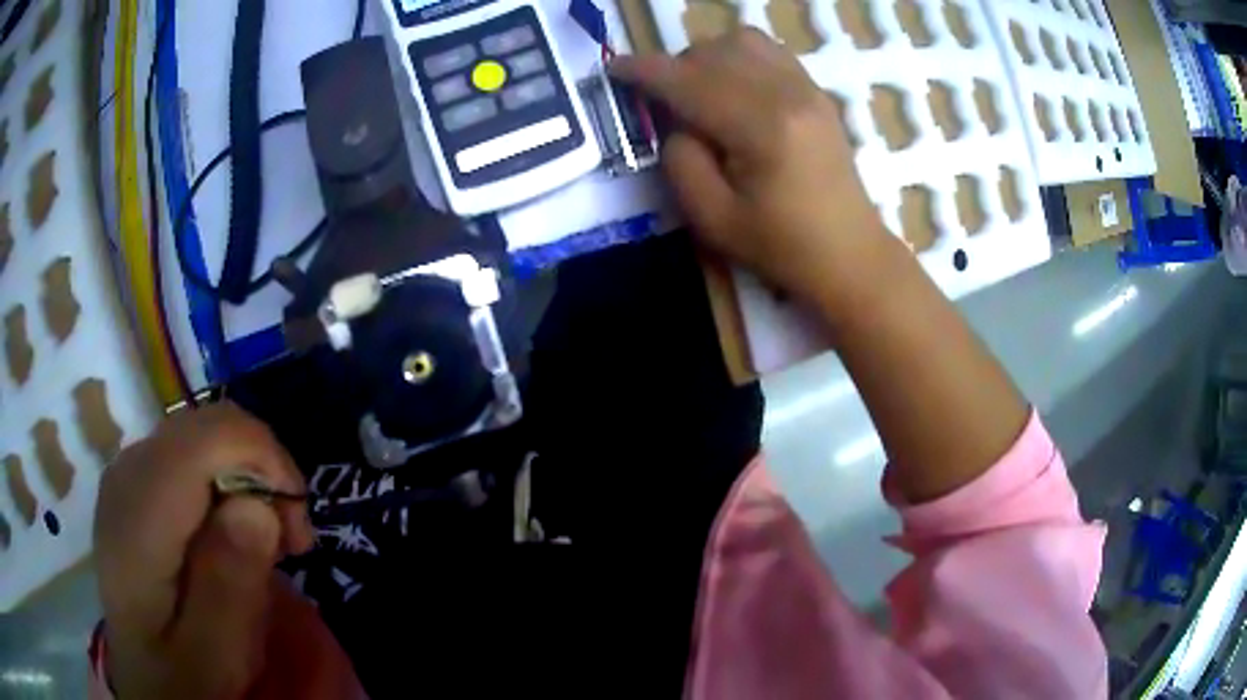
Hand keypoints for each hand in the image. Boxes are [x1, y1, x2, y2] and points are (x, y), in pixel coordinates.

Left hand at [95, 403, 315, 698]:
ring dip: (247, 479)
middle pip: (206, 427)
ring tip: (265, 543)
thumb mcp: (215, 659)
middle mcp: (126, 475)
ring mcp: (127, 474)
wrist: (146, 681)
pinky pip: (191, 455)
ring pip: (203, 435)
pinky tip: (233, 532)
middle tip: (288, 542)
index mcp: (137, 519)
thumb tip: (257, 507)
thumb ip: (229, 589)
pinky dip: (227, 482)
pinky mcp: (136, 484)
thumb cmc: (183, 680)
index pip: (205, 438)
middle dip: (262, 470)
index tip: (298, 532)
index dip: (265, 461)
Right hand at [612, 29, 888, 299]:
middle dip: (675, 67)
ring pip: (742, 41)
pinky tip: (733, 86)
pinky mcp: (817, 93)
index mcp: (761, 127)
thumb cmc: (782, 247)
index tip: (614, 69)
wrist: (851, 254)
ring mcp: (807, 88)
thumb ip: (681, 161)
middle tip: (663, 101)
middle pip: (713, 52)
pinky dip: (739, 57)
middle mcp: (787, 93)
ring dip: (708, 56)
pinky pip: (769, 51)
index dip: (644, 71)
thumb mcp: (713, 219)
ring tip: (699, 90)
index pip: (689, 81)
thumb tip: (676, 121)